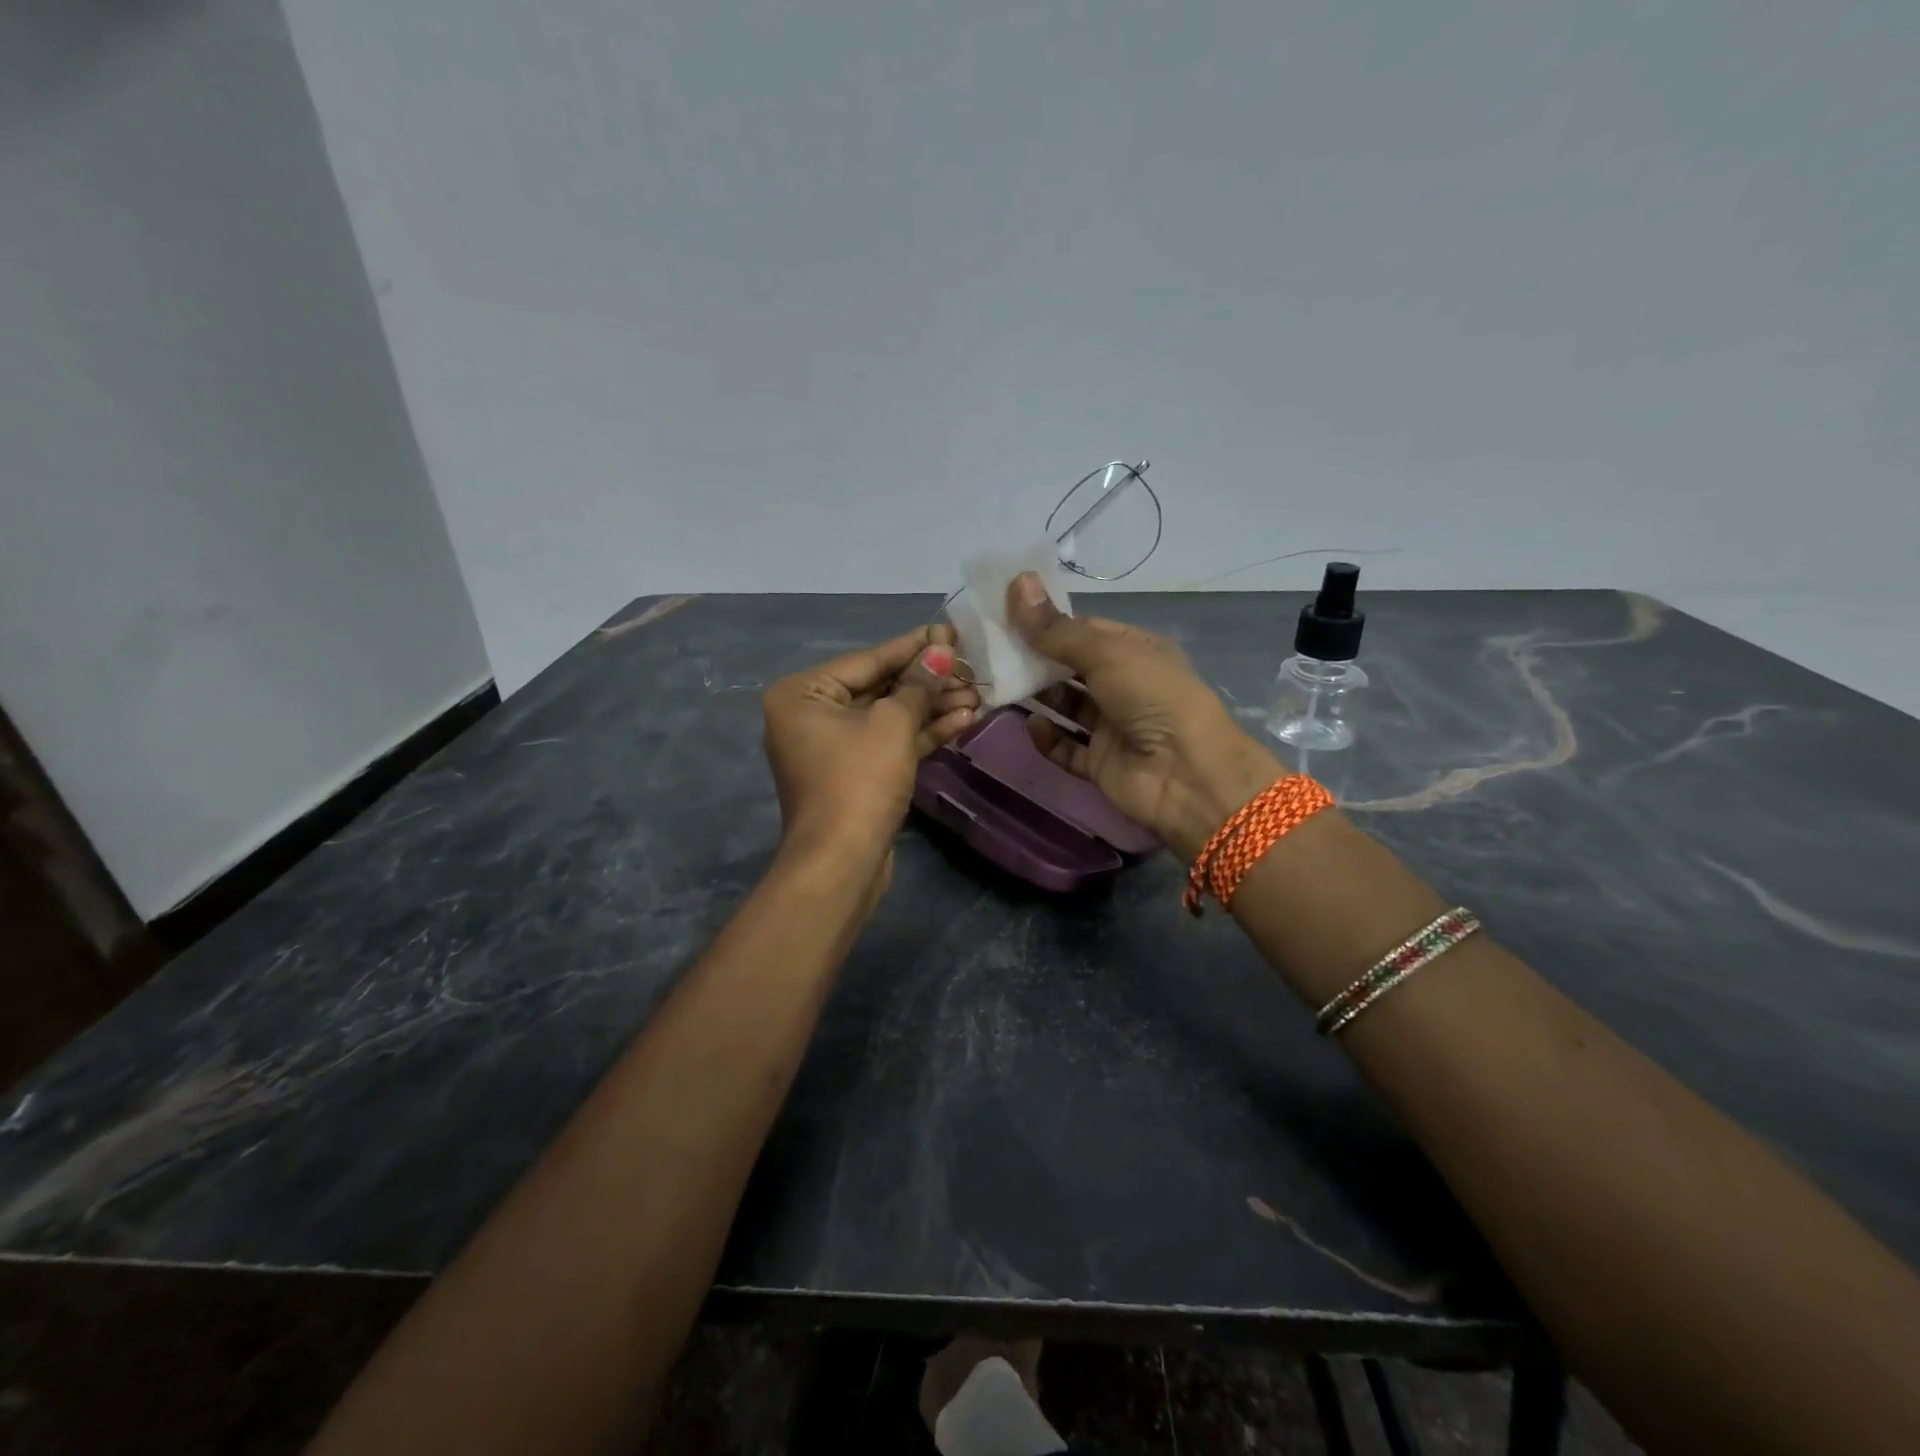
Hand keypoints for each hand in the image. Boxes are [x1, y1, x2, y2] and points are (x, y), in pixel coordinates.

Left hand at [762, 625, 978, 867]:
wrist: (842, 863)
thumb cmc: (859, 780)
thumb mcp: (892, 724)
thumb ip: (918, 684)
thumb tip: (940, 650)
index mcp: (803, 693)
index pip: (867, 659)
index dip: (913, 647)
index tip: (950, 633)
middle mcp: (811, 715)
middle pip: (879, 687)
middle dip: (928, 682)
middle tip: (971, 668)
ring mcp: (833, 748)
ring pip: (888, 717)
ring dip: (931, 708)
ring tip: (977, 695)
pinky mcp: (854, 774)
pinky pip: (889, 743)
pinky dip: (921, 733)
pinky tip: (963, 721)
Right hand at [1007, 574, 1280, 860]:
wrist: (1186, 774)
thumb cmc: (1151, 697)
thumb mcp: (1105, 652)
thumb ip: (1056, 628)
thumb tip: (1017, 581)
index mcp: (1135, 651)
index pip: (1084, 630)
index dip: (1047, 622)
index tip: (1005, 615)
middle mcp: (1124, 686)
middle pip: (1070, 668)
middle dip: (1036, 660)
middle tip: (992, 652)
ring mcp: (1112, 727)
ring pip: (1066, 707)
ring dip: (1037, 697)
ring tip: (1000, 685)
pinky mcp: (1101, 763)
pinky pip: (1066, 749)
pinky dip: (1048, 739)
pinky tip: (1031, 726)